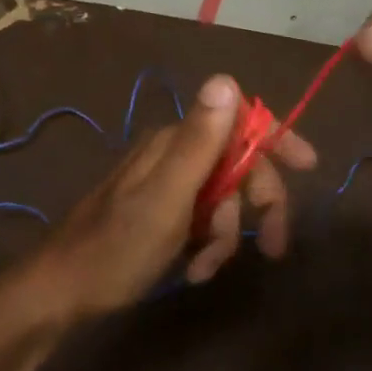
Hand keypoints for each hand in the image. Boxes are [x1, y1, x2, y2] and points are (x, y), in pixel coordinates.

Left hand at [22, 74, 317, 318]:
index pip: (239, 123)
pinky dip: (207, 246)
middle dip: (257, 206)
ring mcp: (166, 185)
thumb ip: (200, 142)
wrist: (62, 291)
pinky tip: (192, 270)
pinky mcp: (160, 213)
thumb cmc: (117, 247)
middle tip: (273, 247)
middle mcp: (173, 154)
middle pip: (238, 166)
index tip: (309, 167)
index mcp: (175, 142)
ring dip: (226, 237)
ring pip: (223, 200)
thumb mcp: (167, 197)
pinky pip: (202, 221)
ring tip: (204, 269)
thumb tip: (227, 79)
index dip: (276, 140)